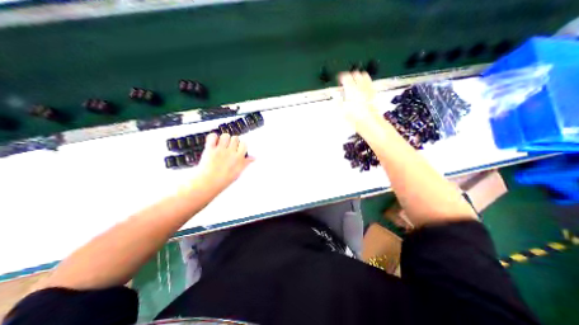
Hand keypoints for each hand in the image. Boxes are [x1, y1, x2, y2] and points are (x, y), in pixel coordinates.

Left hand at [195, 132, 253, 193]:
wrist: (207, 184)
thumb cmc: (223, 180)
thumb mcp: (238, 172)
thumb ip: (246, 163)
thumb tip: (253, 158)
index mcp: (239, 158)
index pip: (244, 144)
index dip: (241, 145)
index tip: (238, 148)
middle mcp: (231, 152)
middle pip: (235, 138)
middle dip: (233, 141)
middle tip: (230, 147)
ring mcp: (220, 150)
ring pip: (225, 136)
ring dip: (224, 139)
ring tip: (221, 144)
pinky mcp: (210, 149)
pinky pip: (212, 136)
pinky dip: (213, 137)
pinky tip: (213, 142)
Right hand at [336, 70, 382, 134]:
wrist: (369, 121)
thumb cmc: (355, 117)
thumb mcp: (342, 111)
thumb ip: (338, 101)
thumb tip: (336, 97)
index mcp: (350, 89)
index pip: (345, 77)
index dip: (341, 77)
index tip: (339, 80)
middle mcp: (360, 86)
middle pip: (355, 74)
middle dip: (350, 76)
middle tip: (346, 82)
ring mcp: (368, 88)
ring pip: (364, 75)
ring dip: (358, 77)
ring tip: (355, 83)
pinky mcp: (373, 92)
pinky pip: (370, 82)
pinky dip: (365, 81)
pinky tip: (363, 87)